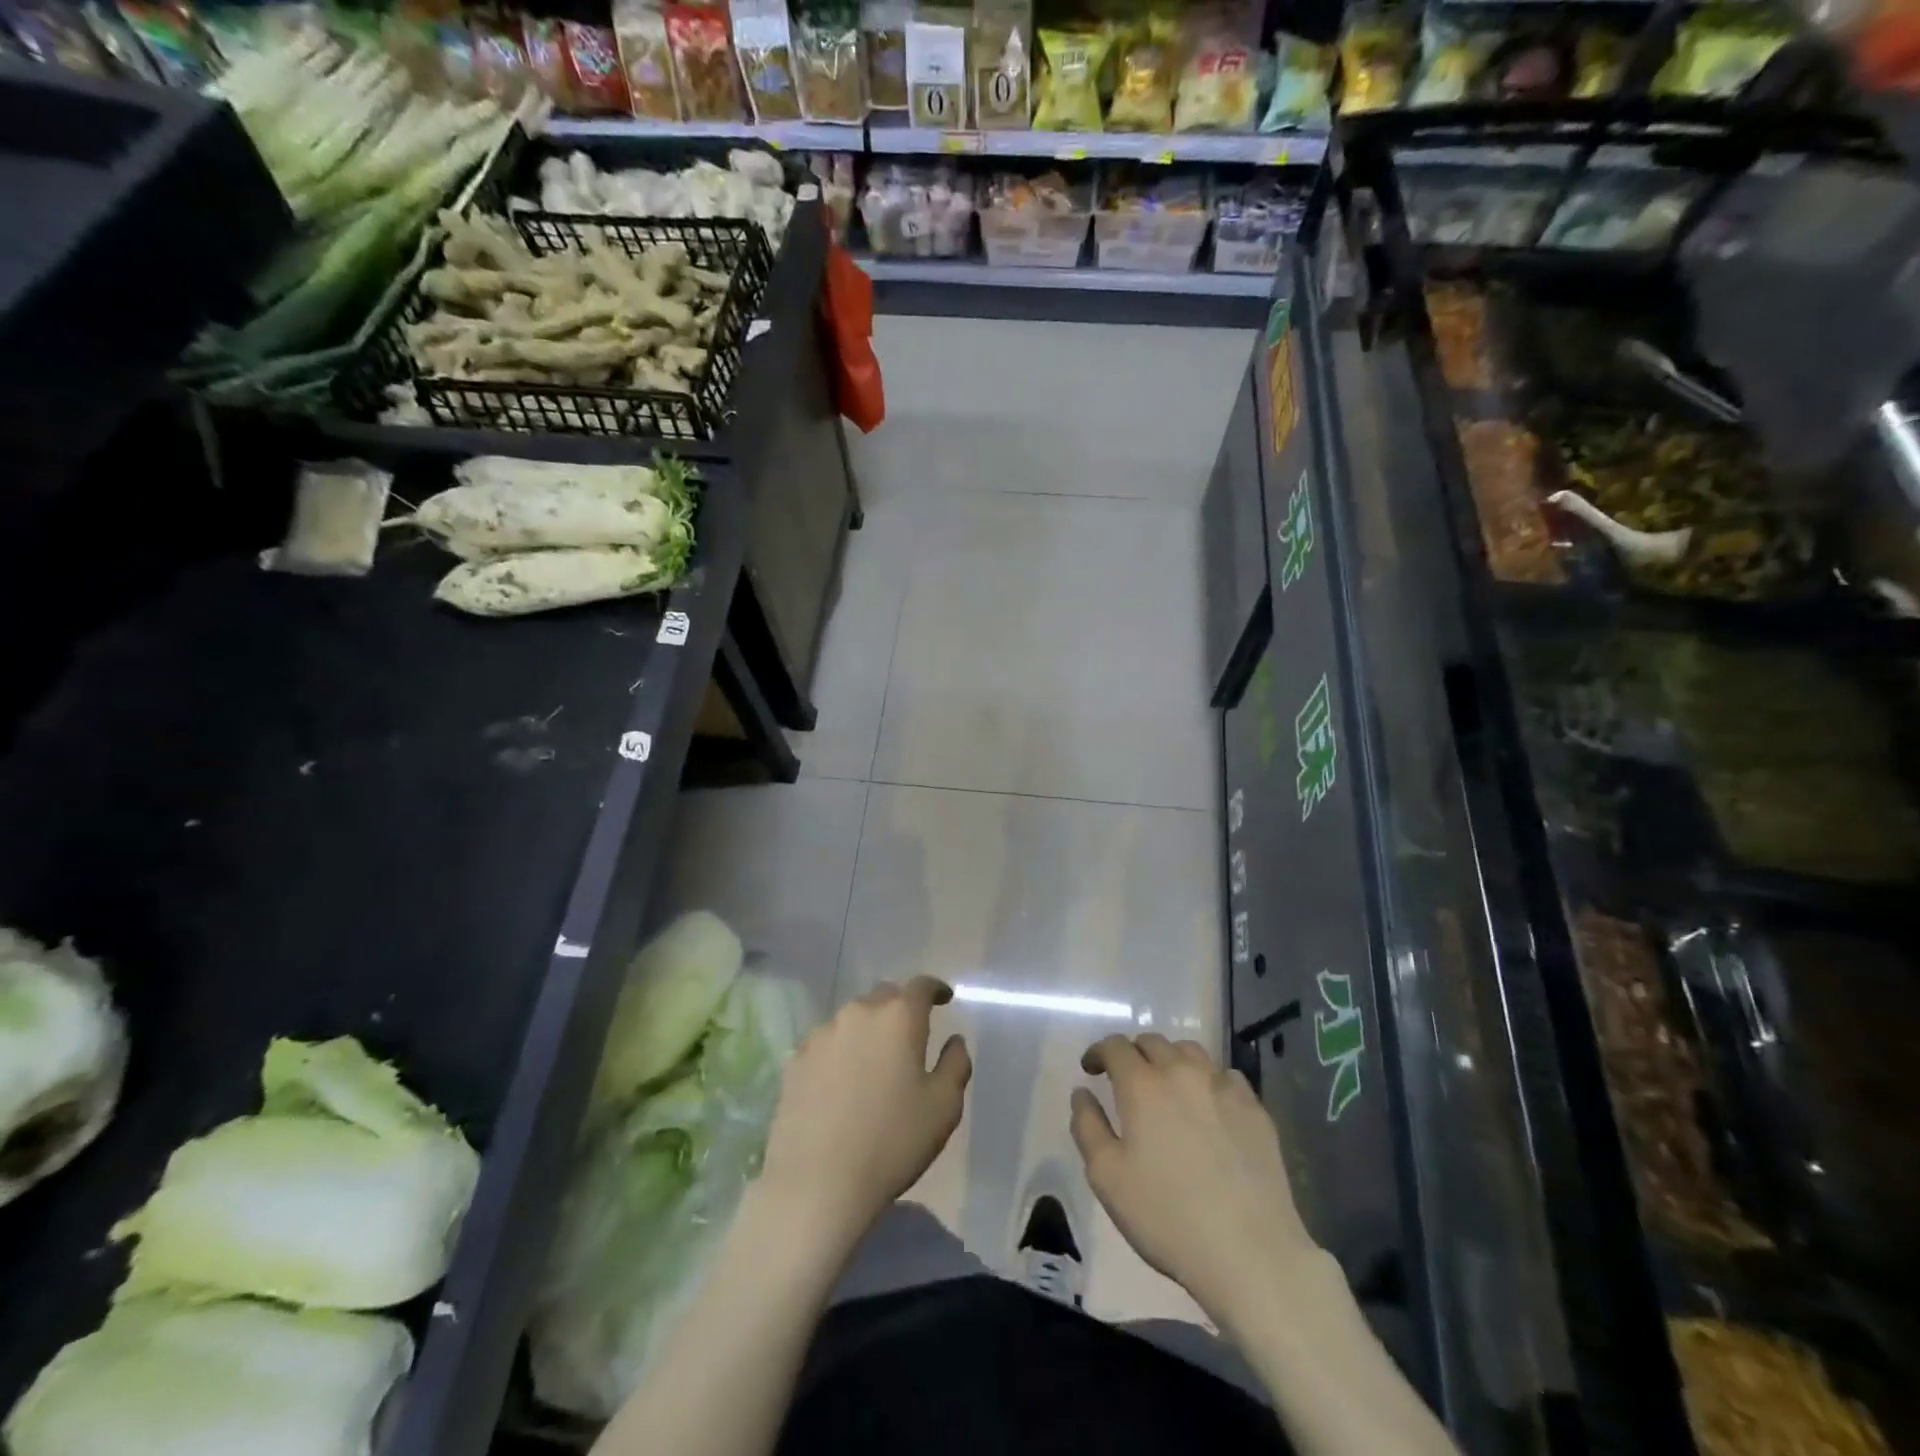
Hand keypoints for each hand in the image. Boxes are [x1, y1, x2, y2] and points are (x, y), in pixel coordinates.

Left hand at [756, 977, 971, 1246]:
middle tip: (910, 1035)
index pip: (921, 986)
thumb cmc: (892, 1142)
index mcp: (899, 1017)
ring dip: (868, 1030)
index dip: (935, 988)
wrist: (817, 1183)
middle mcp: (859, 1013)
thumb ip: (955, 1064)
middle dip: (900, 1008)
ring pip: (852, 1018)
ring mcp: (822, 1034)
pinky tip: (841, 1082)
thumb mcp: (944, 1107)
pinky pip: (826, 1043)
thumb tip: (954, 1041)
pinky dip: (840, 1052)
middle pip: (885, 996)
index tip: (944, 998)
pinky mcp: (795, 1060)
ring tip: (873, 1062)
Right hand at [1070, 1034, 1318, 1331]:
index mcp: (1142, 1084)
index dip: (1098, 1052)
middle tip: (1127, 1080)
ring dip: (1170, 1060)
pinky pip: (1225, 1076)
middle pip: (1152, 1042)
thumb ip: (1087, 1126)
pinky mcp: (1254, 1108)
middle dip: (1133, 1054)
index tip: (1091, 1069)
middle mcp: (1182, 1072)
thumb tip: (1082, 1093)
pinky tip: (1208, 1107)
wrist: (1250, 1253)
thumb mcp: (1107, 1178)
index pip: (1115, 1046)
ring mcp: (1222, 1086)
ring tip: (1168, 1087)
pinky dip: (1208, 1080)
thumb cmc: (1167, 1217)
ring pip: (1190, 1051)